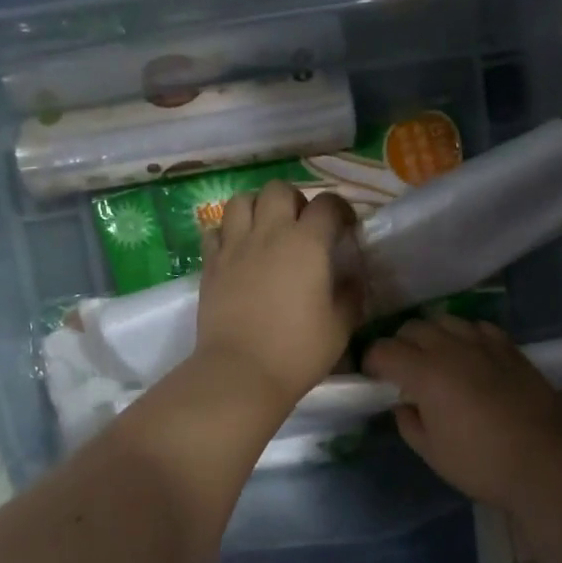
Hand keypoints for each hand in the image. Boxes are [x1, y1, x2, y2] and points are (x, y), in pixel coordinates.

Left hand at [195, 183, 361, 406]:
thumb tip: (351, 277)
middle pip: (278, 189)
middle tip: (301, 226)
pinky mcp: (210, 264)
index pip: (327, 204)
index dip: (340, 210)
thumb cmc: (297, 351)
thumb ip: (350, 295)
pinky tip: (237, 250)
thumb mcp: (340, 327)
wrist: (240, 372)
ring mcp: (234, 246)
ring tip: (265, 229)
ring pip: (241, 200)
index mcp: (307, 243)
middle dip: (294, 200)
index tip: (345, 228)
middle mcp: (269, 233)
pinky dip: (227, 232)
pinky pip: (214, 230)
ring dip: (257, 207)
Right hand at [364, 316, 561, 509]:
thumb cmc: (482, 463)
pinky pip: (477, 327)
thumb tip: (403, 406)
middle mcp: (451, 348)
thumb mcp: (433, 453)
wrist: (547, 461)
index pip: (384, 350)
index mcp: (425, 373)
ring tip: (434, 358)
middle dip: (399, 344)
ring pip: (445, 320)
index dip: (371, 361)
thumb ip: (409, 424)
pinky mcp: (510, 348)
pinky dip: (464, 335)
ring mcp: (483, 344)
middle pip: (412, 328)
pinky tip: (468, 354)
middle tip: (401, 370)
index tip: (372, 377)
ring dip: (431, 335)